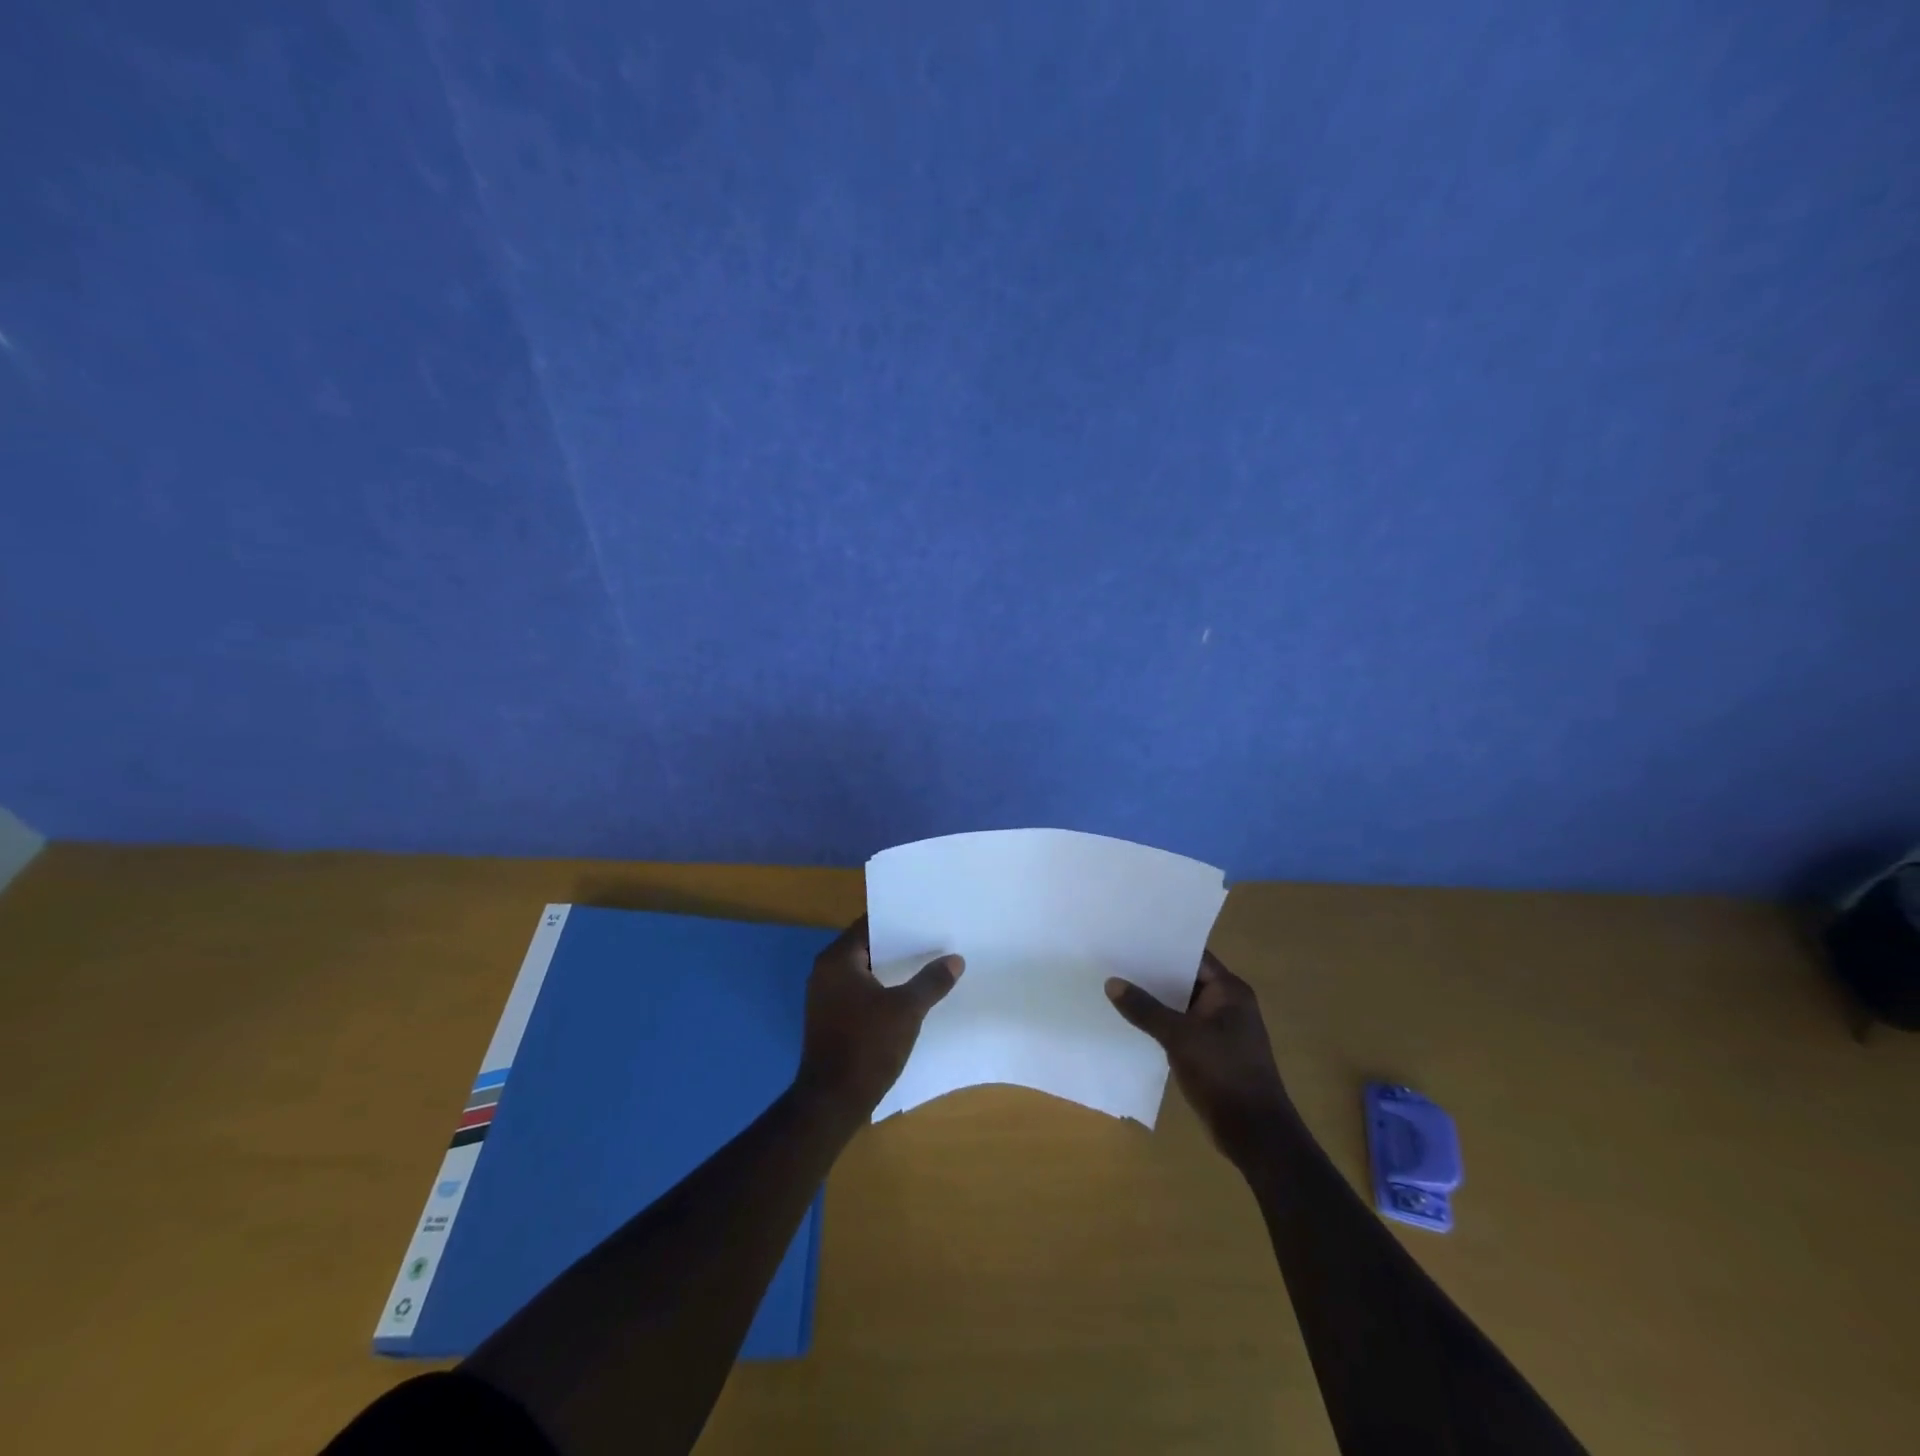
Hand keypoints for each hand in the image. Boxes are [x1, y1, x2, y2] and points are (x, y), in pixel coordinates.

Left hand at [797, 915, 963, 1118]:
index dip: (898, 920)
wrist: (831, 1103)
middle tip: (934, 940)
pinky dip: (882, 990)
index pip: (869, 925)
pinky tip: (909, 997)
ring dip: (892, 970)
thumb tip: (955, 959)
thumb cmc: (867, 1046)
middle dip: (900, 946)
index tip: (926, 917)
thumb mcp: (907, 1010)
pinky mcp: (831, 1020)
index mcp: (837, 960)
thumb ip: (931, 981)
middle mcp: (825, 972)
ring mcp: (826, 998)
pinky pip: (861, 993)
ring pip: (865, 972)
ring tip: (928, 965)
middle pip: (867, 947)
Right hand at [1106, 950, 1293, 1163]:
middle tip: (1114, 960)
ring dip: (1155, 1001)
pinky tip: (1132, 1022)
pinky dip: (1161, 1024)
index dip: (1162, 947)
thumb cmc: (1223, 1073)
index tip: (1129, 938)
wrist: (1254, 1133)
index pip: (1192, 956)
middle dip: (1153, 974)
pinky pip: (1181, 1028)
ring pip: (1181, 1005)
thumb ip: (1145, 1009)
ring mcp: (1220, 1030)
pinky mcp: (1211, 1053)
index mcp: (1229, 991)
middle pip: (1185, 979)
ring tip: (1116, 986)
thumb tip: (1112, 982)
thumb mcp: (1179, 1037)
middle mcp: (1228, 1004)